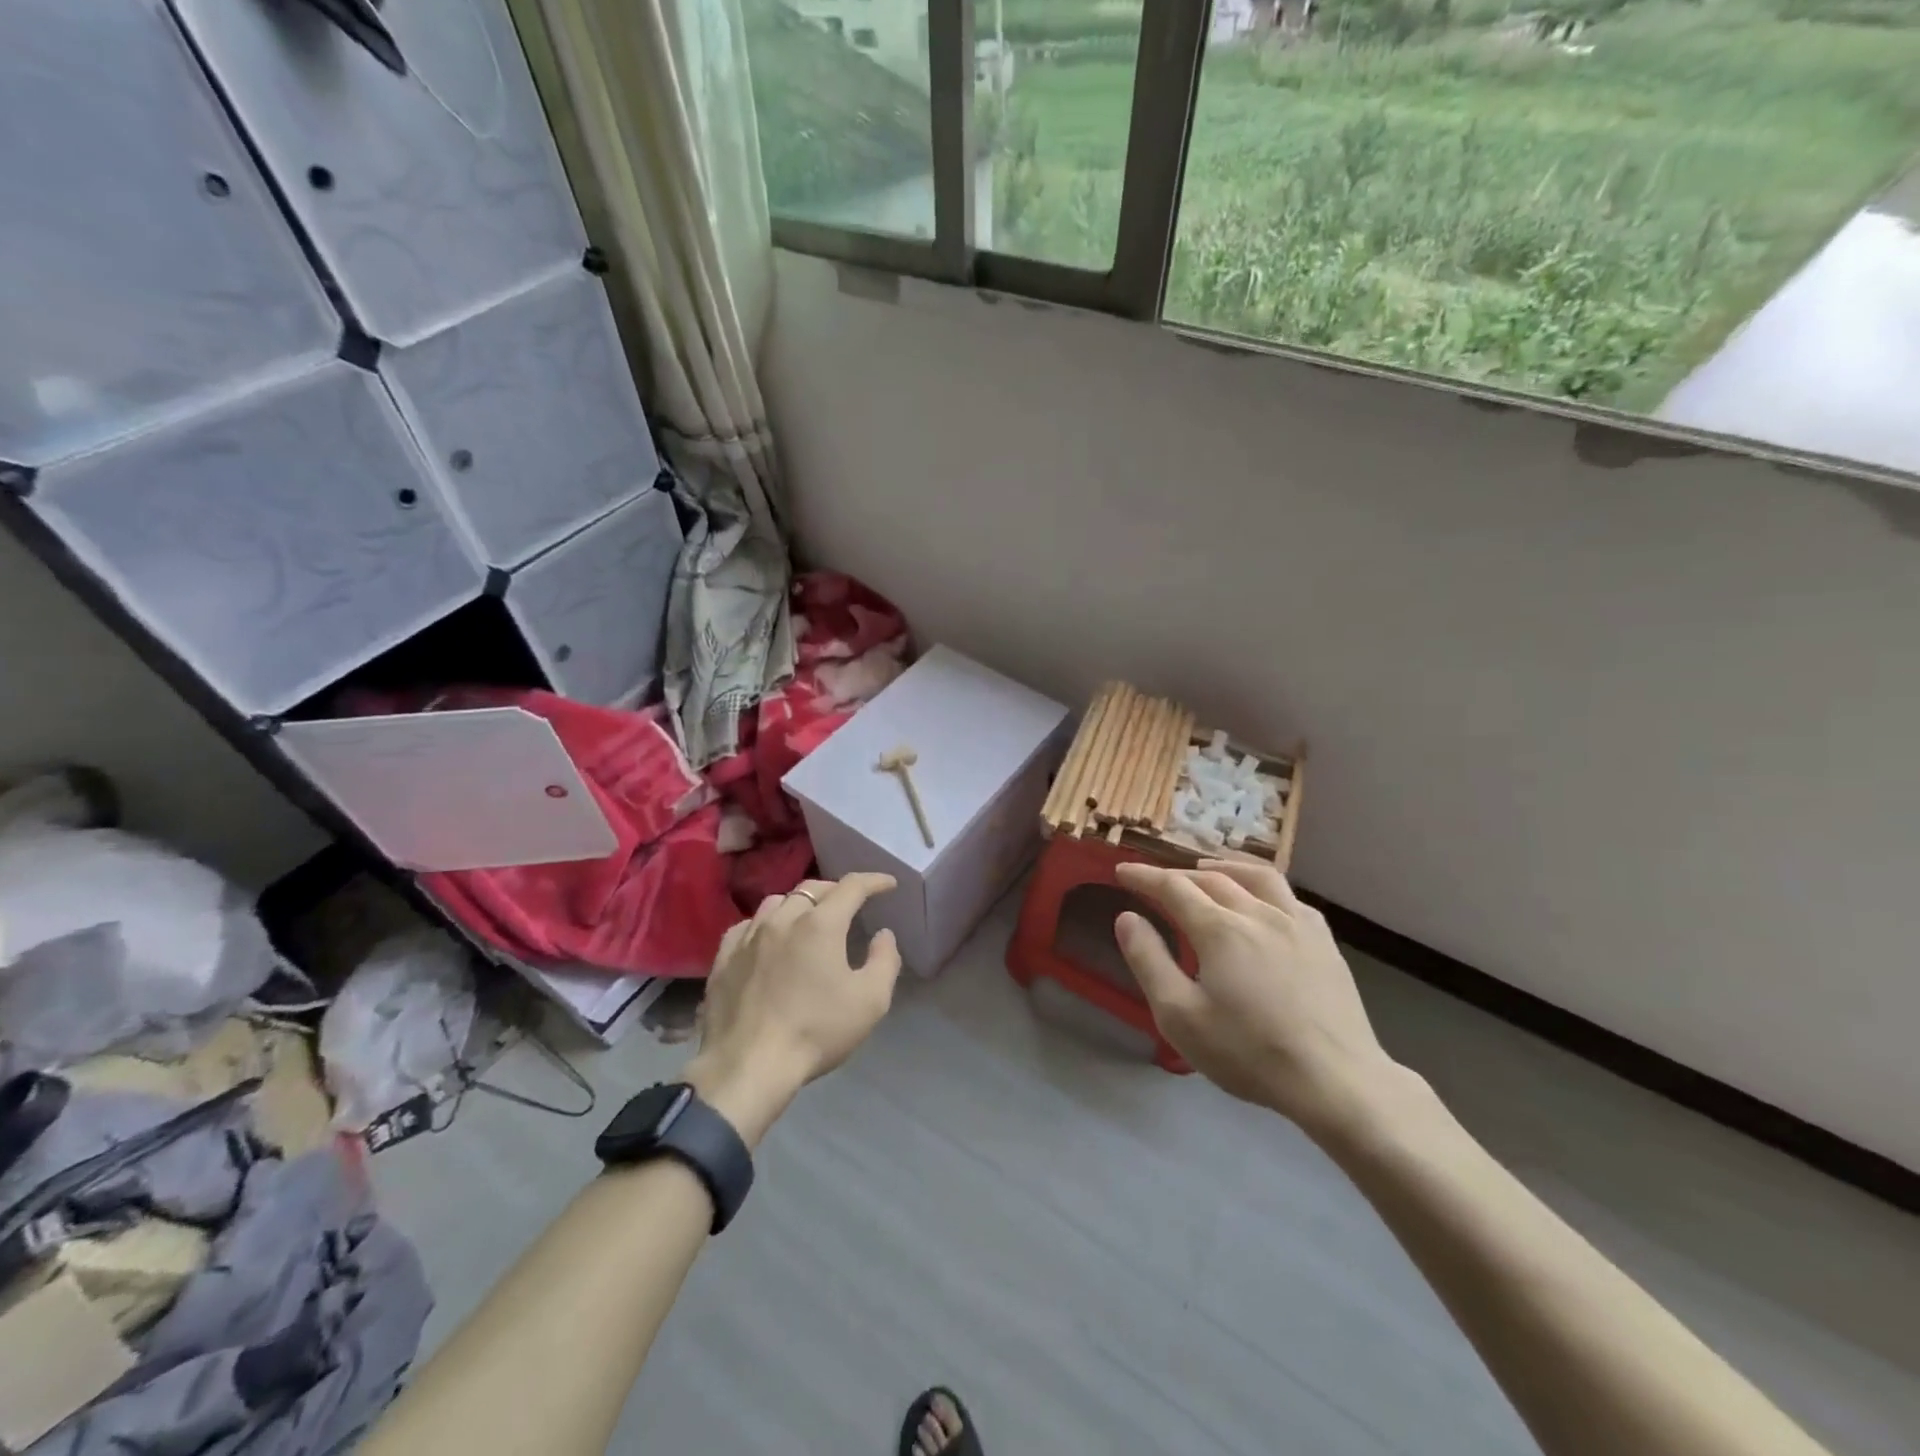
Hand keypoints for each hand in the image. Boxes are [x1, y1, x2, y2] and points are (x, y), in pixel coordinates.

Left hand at [685, 874, 902, 1144]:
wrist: (748, 1066)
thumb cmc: (816, 1032)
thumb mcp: (870, 1001)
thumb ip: (885, 960)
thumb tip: (883, 934)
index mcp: (820, 924)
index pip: (851, 887)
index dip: (874, 881)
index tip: (888, 885)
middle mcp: (783, 919)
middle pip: (812, 888)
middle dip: (836, 890)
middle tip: (851, 903)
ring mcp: (748, 936)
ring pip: (777, 902)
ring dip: (800, 903)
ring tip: (810, 917)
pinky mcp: (723, 958)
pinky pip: (748, 925)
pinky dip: (766, 923)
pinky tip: (768, 938)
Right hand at [1113, 859, 1402, 1141]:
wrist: (1336, 1081)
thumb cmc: (1248, 1052)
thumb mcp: (1180, 1016)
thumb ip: (1149, 961)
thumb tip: (1127, 918)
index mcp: (1219, 929)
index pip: (1173, 887)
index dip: (1144, 876)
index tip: (1122, 871)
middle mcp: (1257, 913)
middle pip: (1211, 879)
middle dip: (1177, 874)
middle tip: (1156, 881)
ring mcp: (1297, 923)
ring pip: (1256, 877)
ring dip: (1224, 868)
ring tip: (1206, 871)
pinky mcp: (1324, 941)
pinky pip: (1289, 896)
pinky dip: (1263, 888)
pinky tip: (1262, 902)